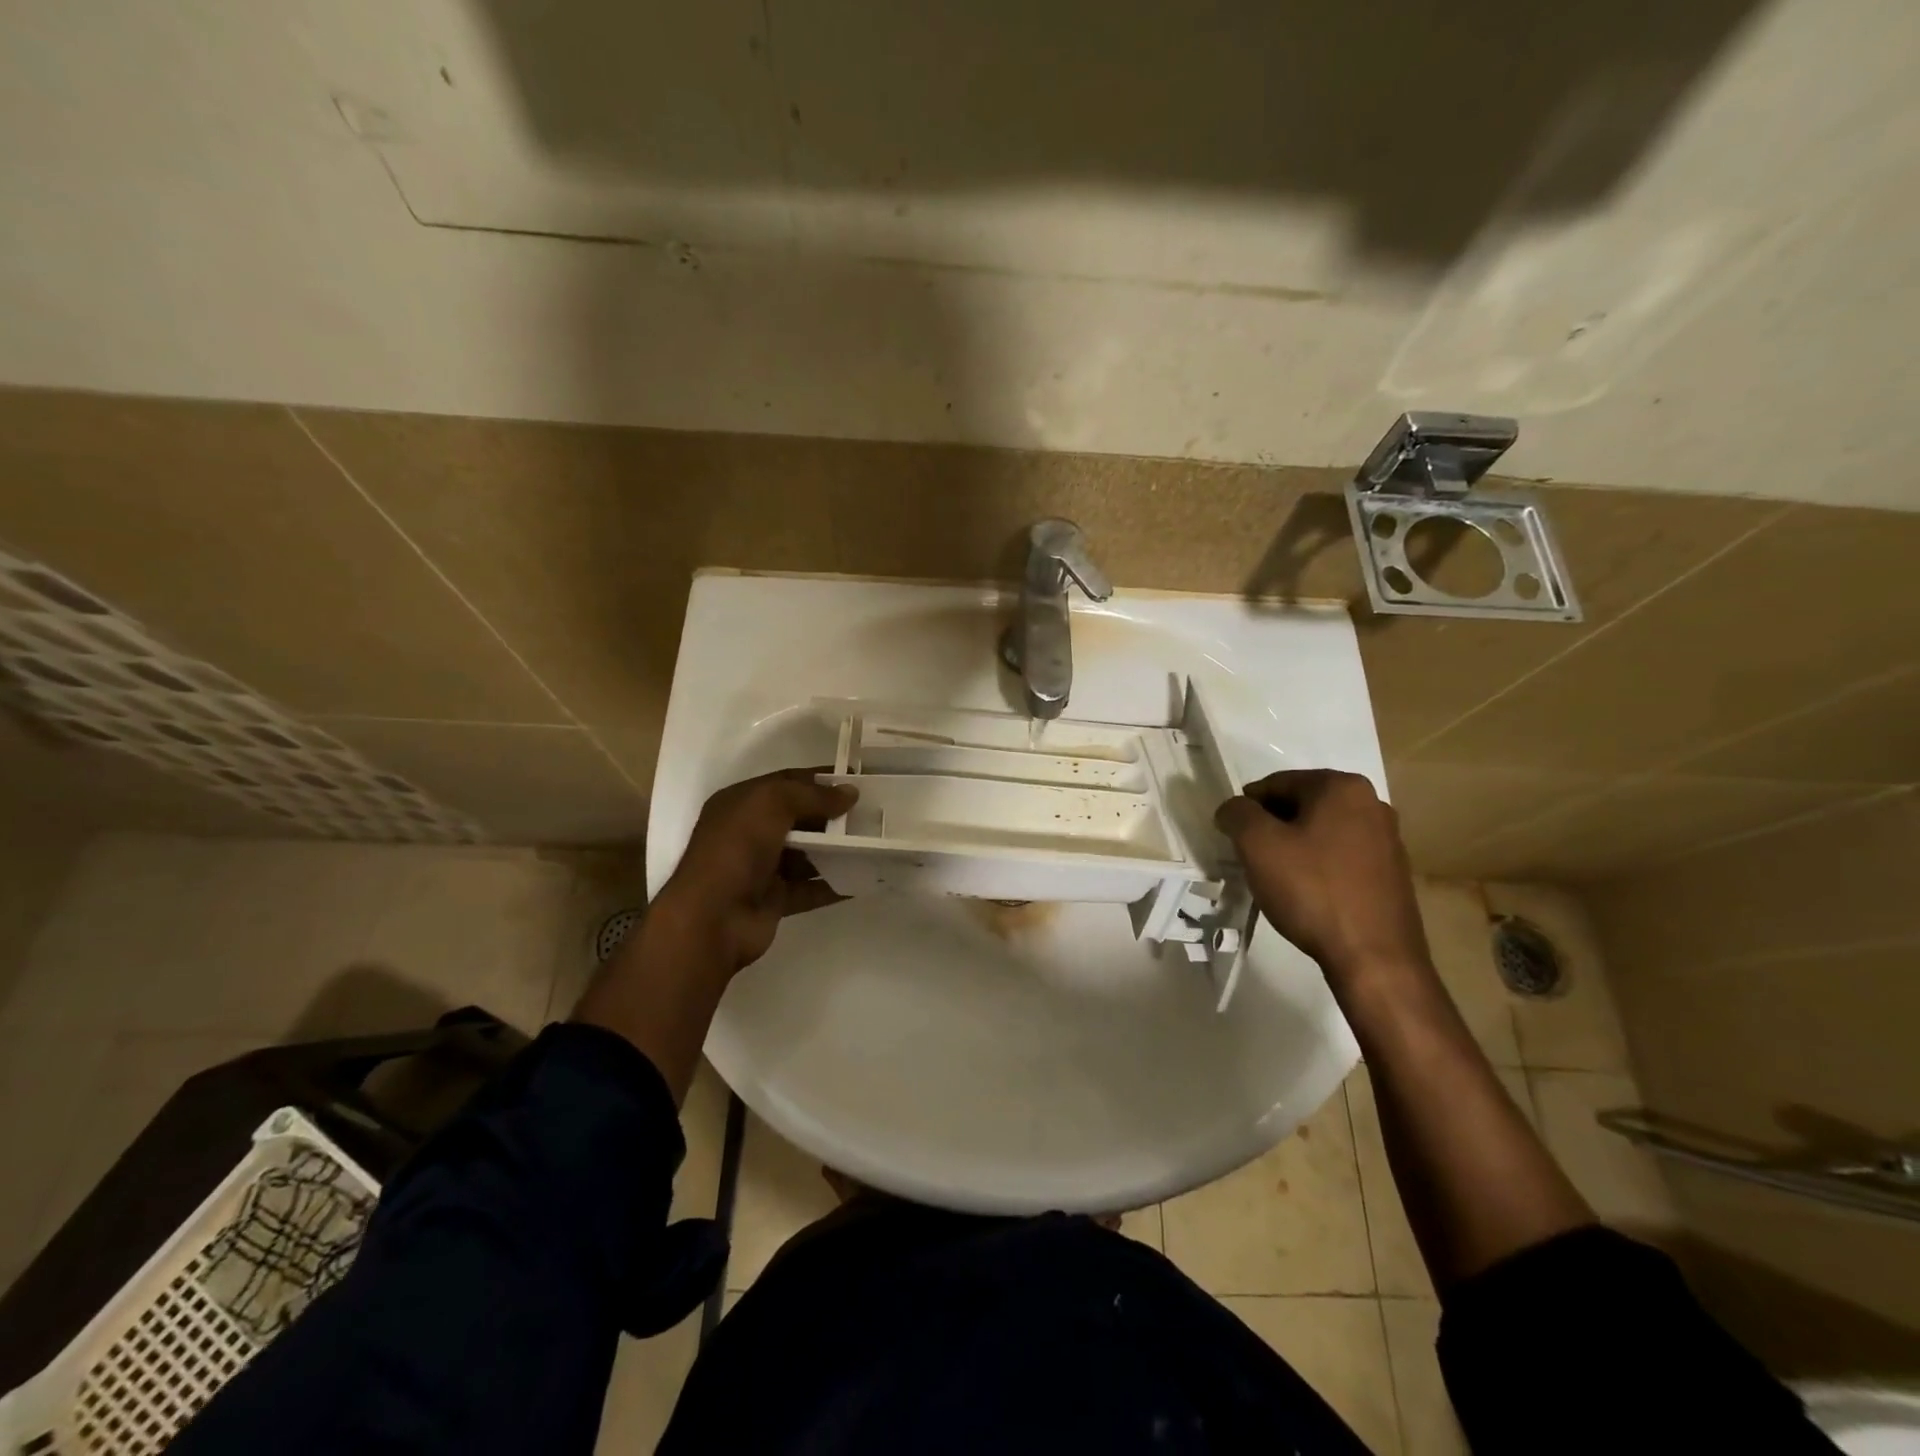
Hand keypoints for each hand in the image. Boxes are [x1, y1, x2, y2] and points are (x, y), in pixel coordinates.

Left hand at [653, 768, 857, 973]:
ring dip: (836, 849)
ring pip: (806, 853)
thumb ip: (813, 795)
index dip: (820, 779)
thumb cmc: (737, 848)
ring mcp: (761, 869)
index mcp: (741, 803)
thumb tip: (851, 793)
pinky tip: (863, 877)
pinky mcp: (774, 900)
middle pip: (799, 818)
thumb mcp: (772, 804)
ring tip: (874, 843)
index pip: (786, 782)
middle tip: (871, 814)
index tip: (856, 780)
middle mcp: (749, 833)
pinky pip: (810, 888)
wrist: (712, 917)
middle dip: (832, 815)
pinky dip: (834, 883)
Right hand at [1213, 769, 1429, 983]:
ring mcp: (1388, 838)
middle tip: (1252, 859)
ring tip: (1279, 879)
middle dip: (1272, 827)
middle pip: (1301, 805)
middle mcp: (1372, 803)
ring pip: (1321, 831)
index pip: (1276, 783)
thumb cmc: (1312, 890)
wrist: (1375, 957)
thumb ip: (1237, 814)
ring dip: (1295, 847)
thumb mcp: (1257, 845)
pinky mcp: (1393, 872)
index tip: (1233, 838)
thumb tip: (1232, 809)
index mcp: (1341, 786)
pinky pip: (1342, 855)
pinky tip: (1308, 894)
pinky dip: (1319, 866)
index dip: (1247, 808)